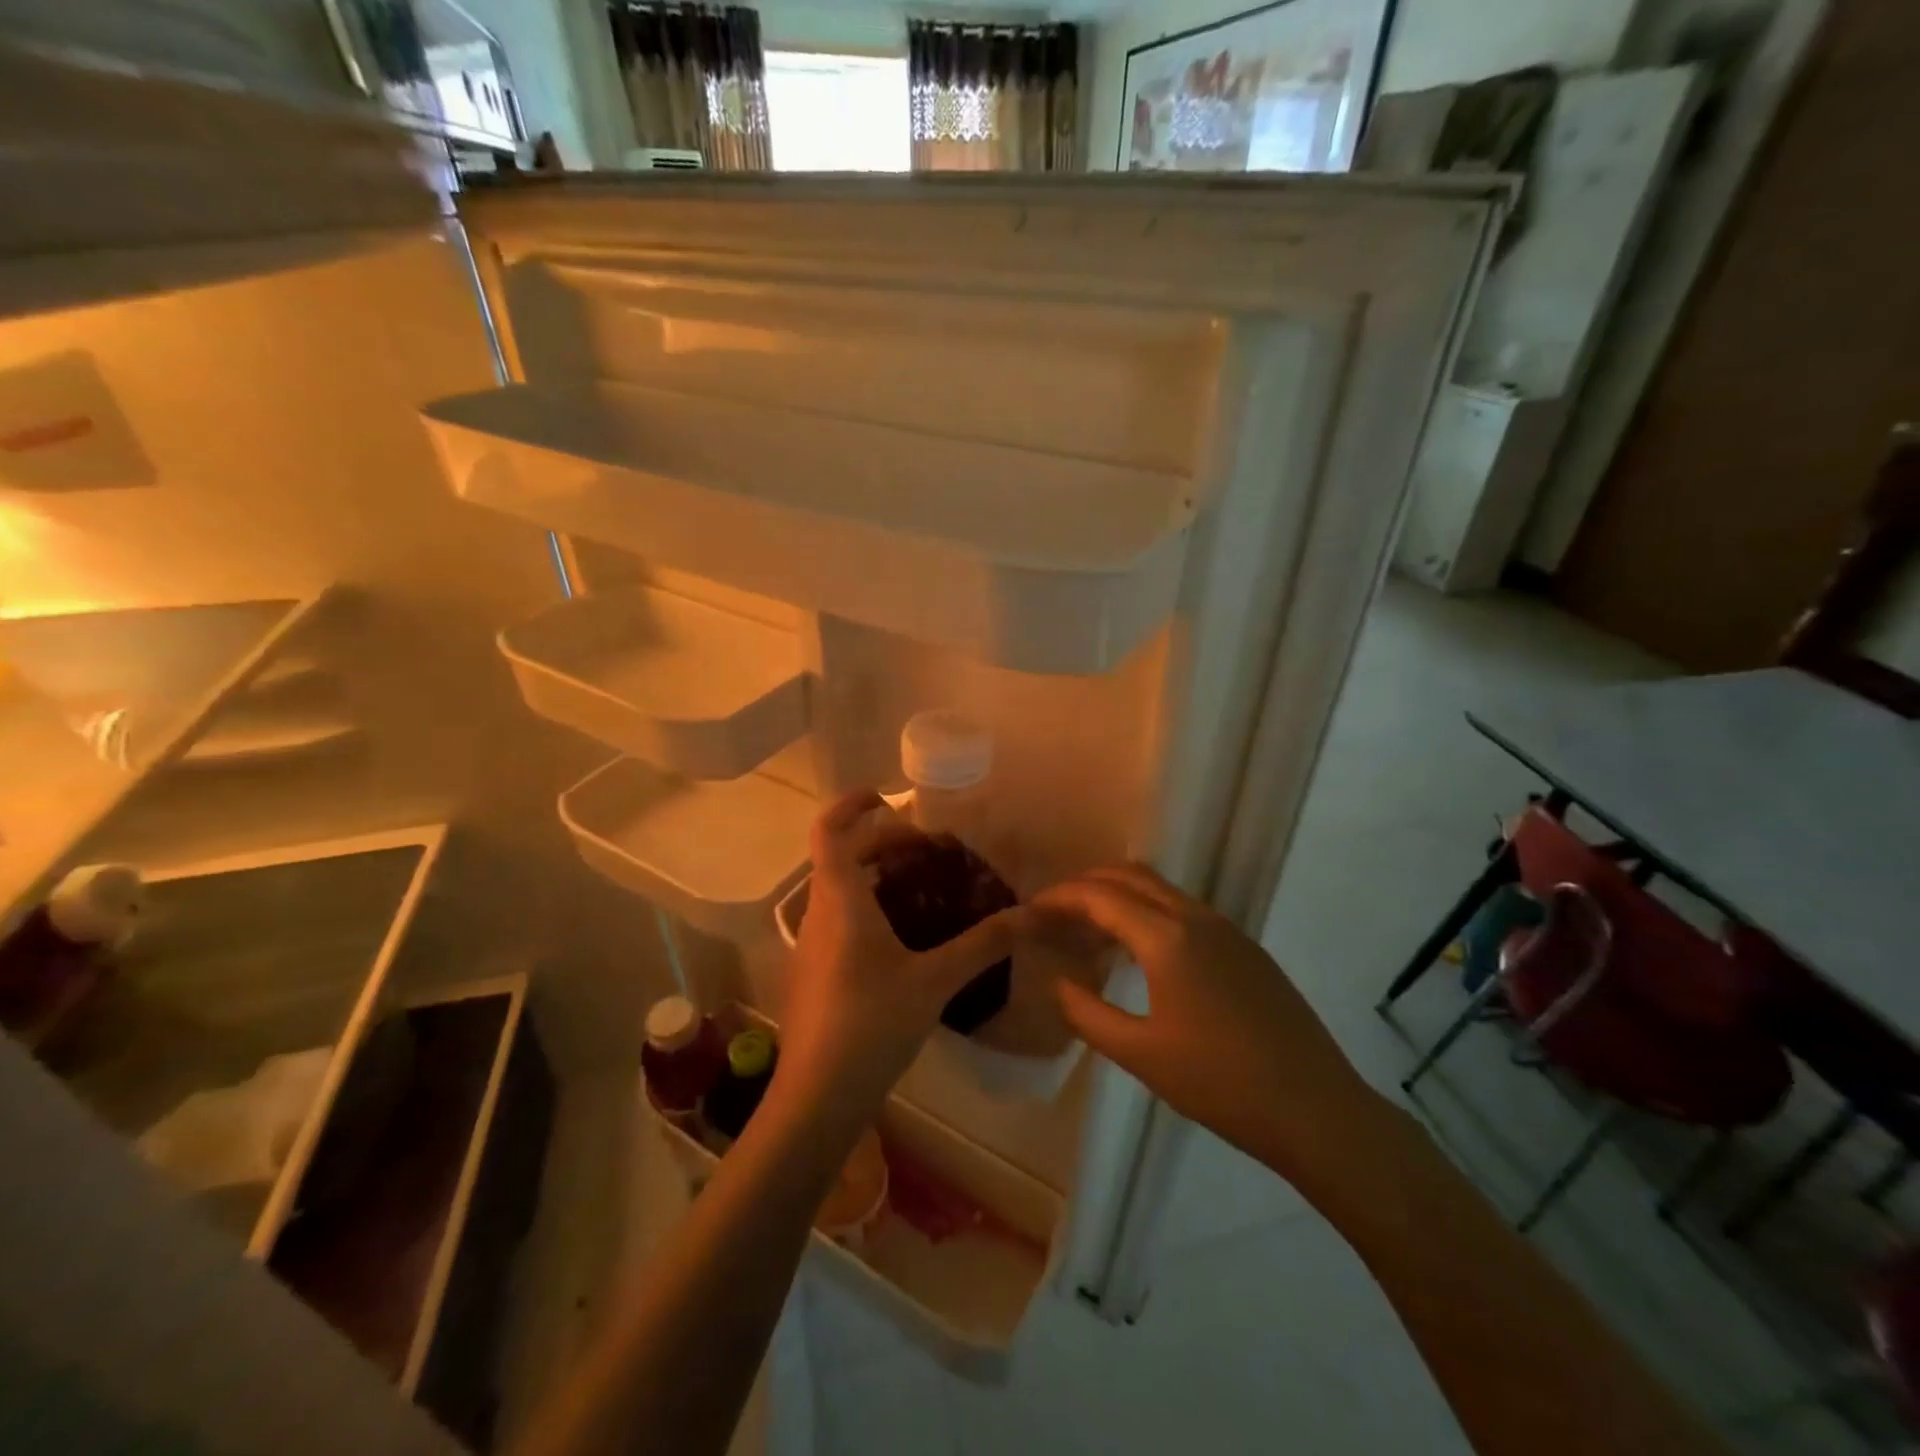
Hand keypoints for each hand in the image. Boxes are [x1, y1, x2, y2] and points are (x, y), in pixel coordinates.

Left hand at [772, 791, 1024, 1145]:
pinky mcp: (814, 972)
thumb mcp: (934, 980)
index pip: (830, 830)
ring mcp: (810, 944)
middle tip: (927, 849)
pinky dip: (867, 906)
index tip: (886, 795)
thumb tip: (1032, 914)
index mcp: (840, 899)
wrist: (816, 1097)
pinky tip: (903, 937)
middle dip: (881, 842)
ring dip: (874, 875)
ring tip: (921, 885)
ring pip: (838, 889)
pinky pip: (838, 918)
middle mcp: (817, 912)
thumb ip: (983, 944)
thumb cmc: (871, 1025)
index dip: (852, 804)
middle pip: (841, 856)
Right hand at [1034, 864, 1380, 1192]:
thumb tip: (1057, 981)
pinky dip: (1148, 912)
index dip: (1060, 897)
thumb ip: (1087, 1012)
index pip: (1100, 895)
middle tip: (1055, 913)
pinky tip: (1139, 953)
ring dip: (1119, 896)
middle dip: (1086, 884)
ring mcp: (1227, 929)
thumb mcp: (1141, 1055)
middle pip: (1130, 875)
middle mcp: (1197, 917)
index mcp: (1168, 938)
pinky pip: (1183, 909)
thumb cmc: (1220, 1084)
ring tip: (1089, 931)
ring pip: (1160, 889)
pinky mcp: (1245, 947)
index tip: (1030, 911)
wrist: (1317, 1110)